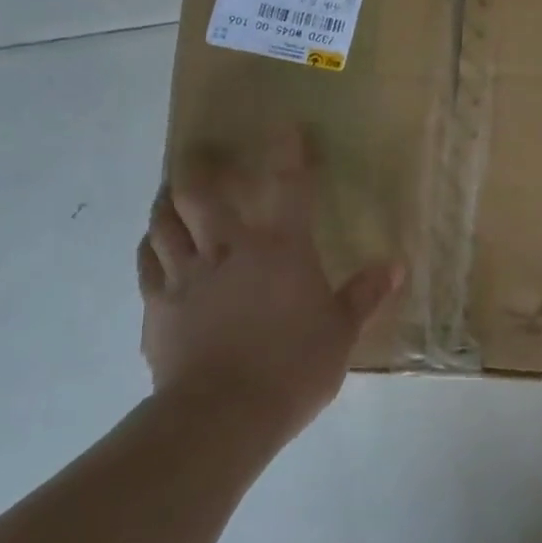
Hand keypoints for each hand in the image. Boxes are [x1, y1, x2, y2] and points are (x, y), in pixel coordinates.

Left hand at [137, 127, 401, 445]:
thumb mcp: (341, 333)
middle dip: (200, 167)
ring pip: (164, 222)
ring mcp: (186, 277)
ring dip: (167, 201)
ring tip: (170, 192)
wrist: (223, 415)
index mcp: (280, 251)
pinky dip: (151, 246)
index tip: (286, 127)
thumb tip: (395, 265)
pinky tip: (153, 245)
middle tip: (200, 154)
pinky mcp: (157, 307)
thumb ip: (364, 295)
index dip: (288, 153)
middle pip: (200, 193)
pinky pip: (147, 264)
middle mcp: (228, 250)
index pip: (288, 188)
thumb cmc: (293, 368)